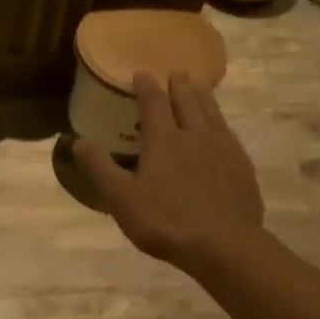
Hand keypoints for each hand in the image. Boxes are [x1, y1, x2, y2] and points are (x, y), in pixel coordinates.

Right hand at [74, 71, 265, 272]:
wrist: (223, 245)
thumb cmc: (166, 221)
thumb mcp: (121, 198)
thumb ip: (99, 168)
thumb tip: (78, 141)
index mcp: (164, 140)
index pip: (154, 103)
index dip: (146, 86)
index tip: (142, 73)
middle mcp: (195, 135)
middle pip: (187, 101)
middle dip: (179, 86)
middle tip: (176, 74)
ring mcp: (223, 150)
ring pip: (212, 114)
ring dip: (203, 98)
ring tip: (200, 88)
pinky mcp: (241, 167)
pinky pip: (229, 135)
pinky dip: (221, 123)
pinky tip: (222, 130)